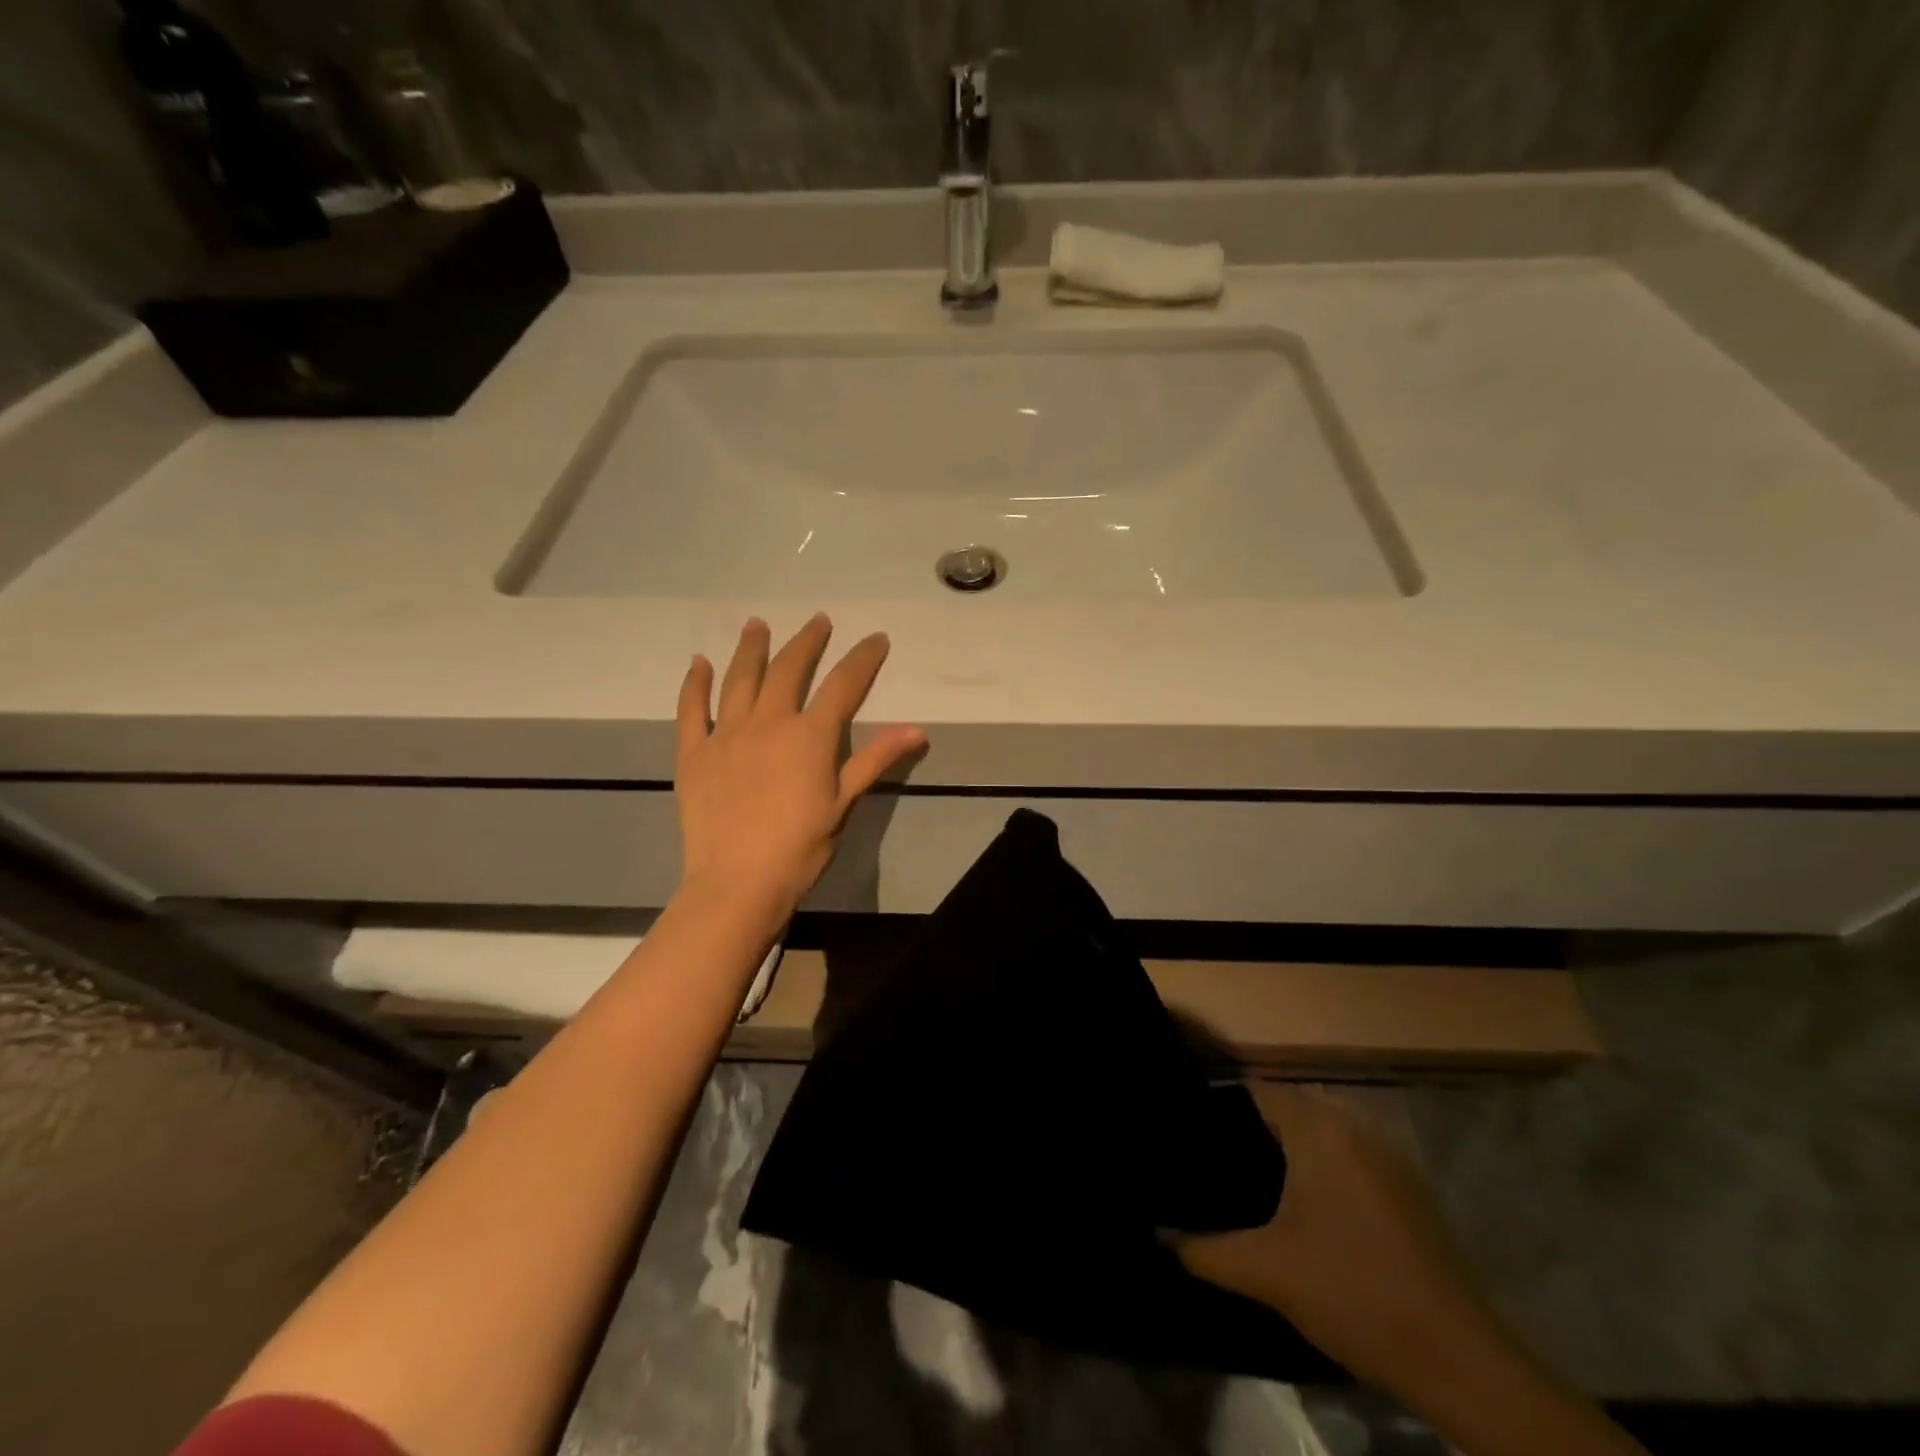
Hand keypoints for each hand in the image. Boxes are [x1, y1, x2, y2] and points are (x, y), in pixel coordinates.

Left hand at [674, 615, 925, 917]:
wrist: (737, 882)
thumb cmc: (800, 847)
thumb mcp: (844, 804)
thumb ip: (875, 761)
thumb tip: (917, 730)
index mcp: (809, 736)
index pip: (843, 685)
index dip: (863, 659)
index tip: (876, 639)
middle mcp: (768, 723)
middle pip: (790, 670)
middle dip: (807, 642)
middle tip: (818, 621)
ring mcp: (726, 734)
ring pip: (740, 679)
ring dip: (751, 648)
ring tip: (756, 624)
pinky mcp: (694, 752)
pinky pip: (692, 709)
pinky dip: (696, 683)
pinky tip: (699, 663)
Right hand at [1171, 1083, 1493, 1396]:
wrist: (1457, 1361)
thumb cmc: (1351, 1292)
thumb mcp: (1265, 1271)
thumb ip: (1204, 1249)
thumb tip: (1159, 1235)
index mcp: (1319, 1130)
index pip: (1259, 1090)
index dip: (1221, 1105)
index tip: (1189, 1130)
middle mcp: (1355, 1129)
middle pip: (1289, 1110)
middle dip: (1250, 1130)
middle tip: (1210, 1160)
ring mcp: (1388, 1160)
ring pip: (1320, 1136)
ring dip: (1286, 1151)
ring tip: (1245, 1182)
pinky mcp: (1407, 1193)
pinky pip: (1347, 1160)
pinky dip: (1318, 1170)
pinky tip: (1298, 1210)